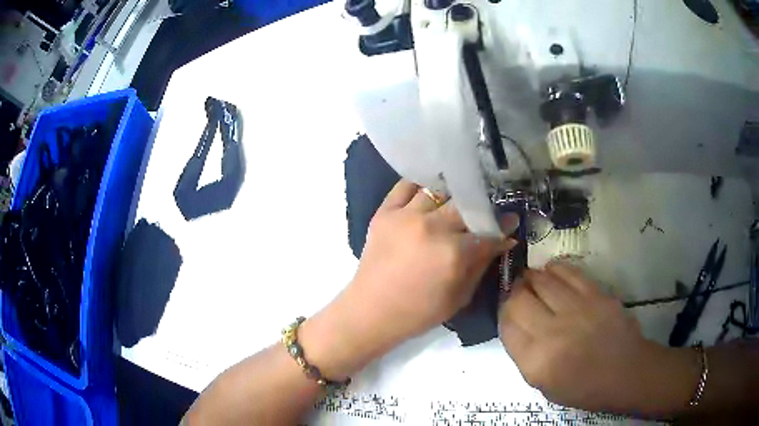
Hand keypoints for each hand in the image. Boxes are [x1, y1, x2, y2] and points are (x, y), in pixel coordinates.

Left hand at [349, 180, 517, 344]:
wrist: (371, 311)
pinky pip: (405, 186)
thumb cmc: (419, 312)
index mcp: (453, 252)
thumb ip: (481, 265)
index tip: (510, 221)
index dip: (502, 226)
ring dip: (451, 196)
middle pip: (465, 205)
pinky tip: (428, 191)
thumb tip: (501, 241)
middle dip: (480, 208)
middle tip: (484, 211)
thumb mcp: (460, 297)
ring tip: (456, 201)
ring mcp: (406, 216)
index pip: (487, 231)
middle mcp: (432, 227)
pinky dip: (420, 186)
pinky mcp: (384, 212)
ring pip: (438, 191)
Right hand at [498, 263, 698, 413]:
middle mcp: (553, 332)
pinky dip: (554, 269)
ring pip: (541, 280)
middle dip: (513, 293)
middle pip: (519, 299)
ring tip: (532, 281)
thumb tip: (514, 322)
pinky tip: (551, 272)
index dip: (503, 313)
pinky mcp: (596, 293)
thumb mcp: (543, 384)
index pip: (506, 325)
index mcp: (536, 361)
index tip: (507, 311)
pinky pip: (567, 271)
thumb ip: (523, 354)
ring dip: (531, 278)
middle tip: (517, 294)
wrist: (625, 372)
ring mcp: (577, 309)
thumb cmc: (583, 387)